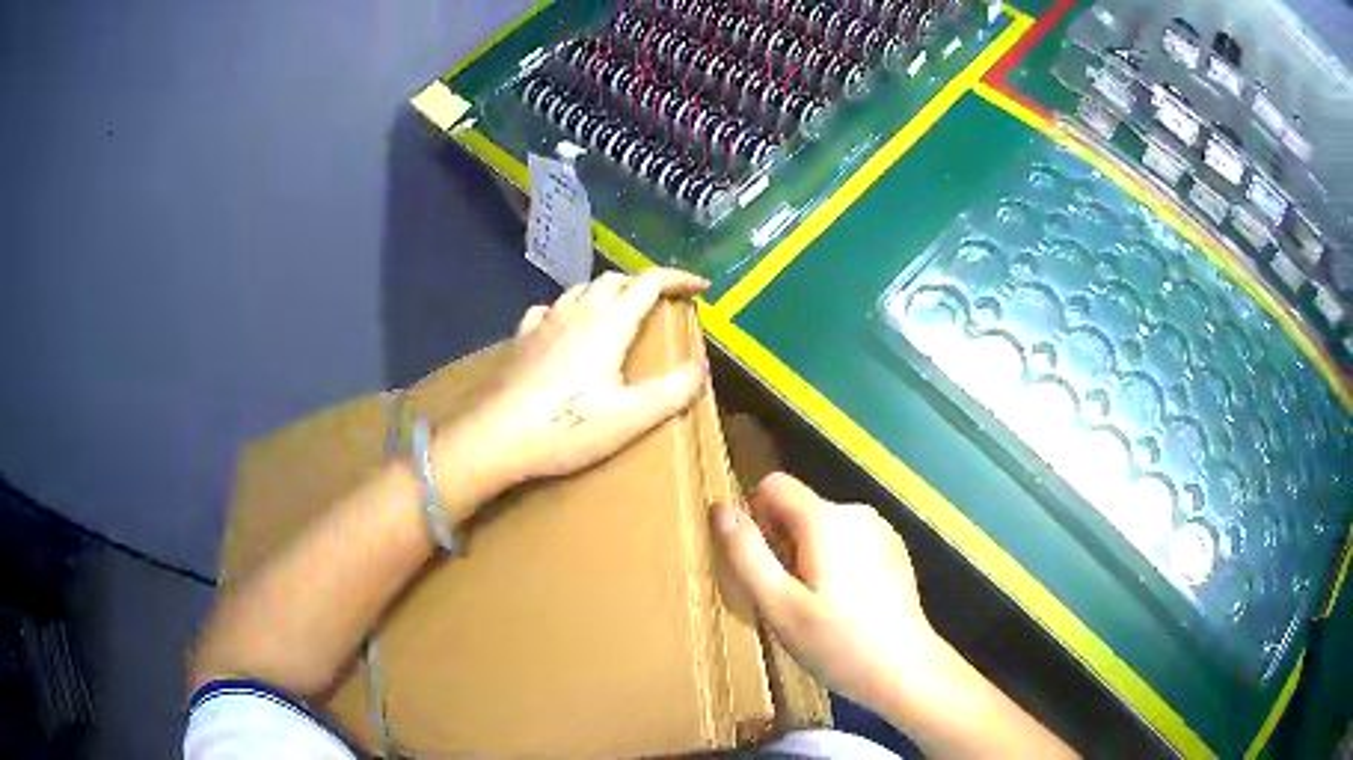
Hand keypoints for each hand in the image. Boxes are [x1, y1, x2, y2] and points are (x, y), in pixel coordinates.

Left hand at [439, 268, 708, 491]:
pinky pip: (549, 309)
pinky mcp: (521, 339)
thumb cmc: (567, 428)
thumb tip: (701, 367)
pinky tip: (565, 327)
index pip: (649, 283)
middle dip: (643, 284)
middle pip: (614, 280)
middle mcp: (576, 312)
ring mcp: (544, 323)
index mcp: (608, 324)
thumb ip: (672, 390)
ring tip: (619, 311)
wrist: (497, 437)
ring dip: (607, 292)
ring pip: (580, 289)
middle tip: (662, 303)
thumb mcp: (631, 417)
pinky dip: (569, 309)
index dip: (678, 279)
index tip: (700, 287)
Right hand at [712, 472, 937, 714]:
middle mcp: (856, 512)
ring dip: (810, 555)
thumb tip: (721, 508)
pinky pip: (851, 541)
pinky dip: (838, 562)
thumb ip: (747, 554)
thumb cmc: (836, 641)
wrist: (904, 668)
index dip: (755, 516)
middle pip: (800, 509)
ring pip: (825, 527)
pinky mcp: (896, 550)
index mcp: (825, 519)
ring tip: (816, 606)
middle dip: (783, 544)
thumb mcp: (778, 605)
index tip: (761, 563)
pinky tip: (847, 606)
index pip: (774, 485)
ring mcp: (882, 530)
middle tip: (786, 598)